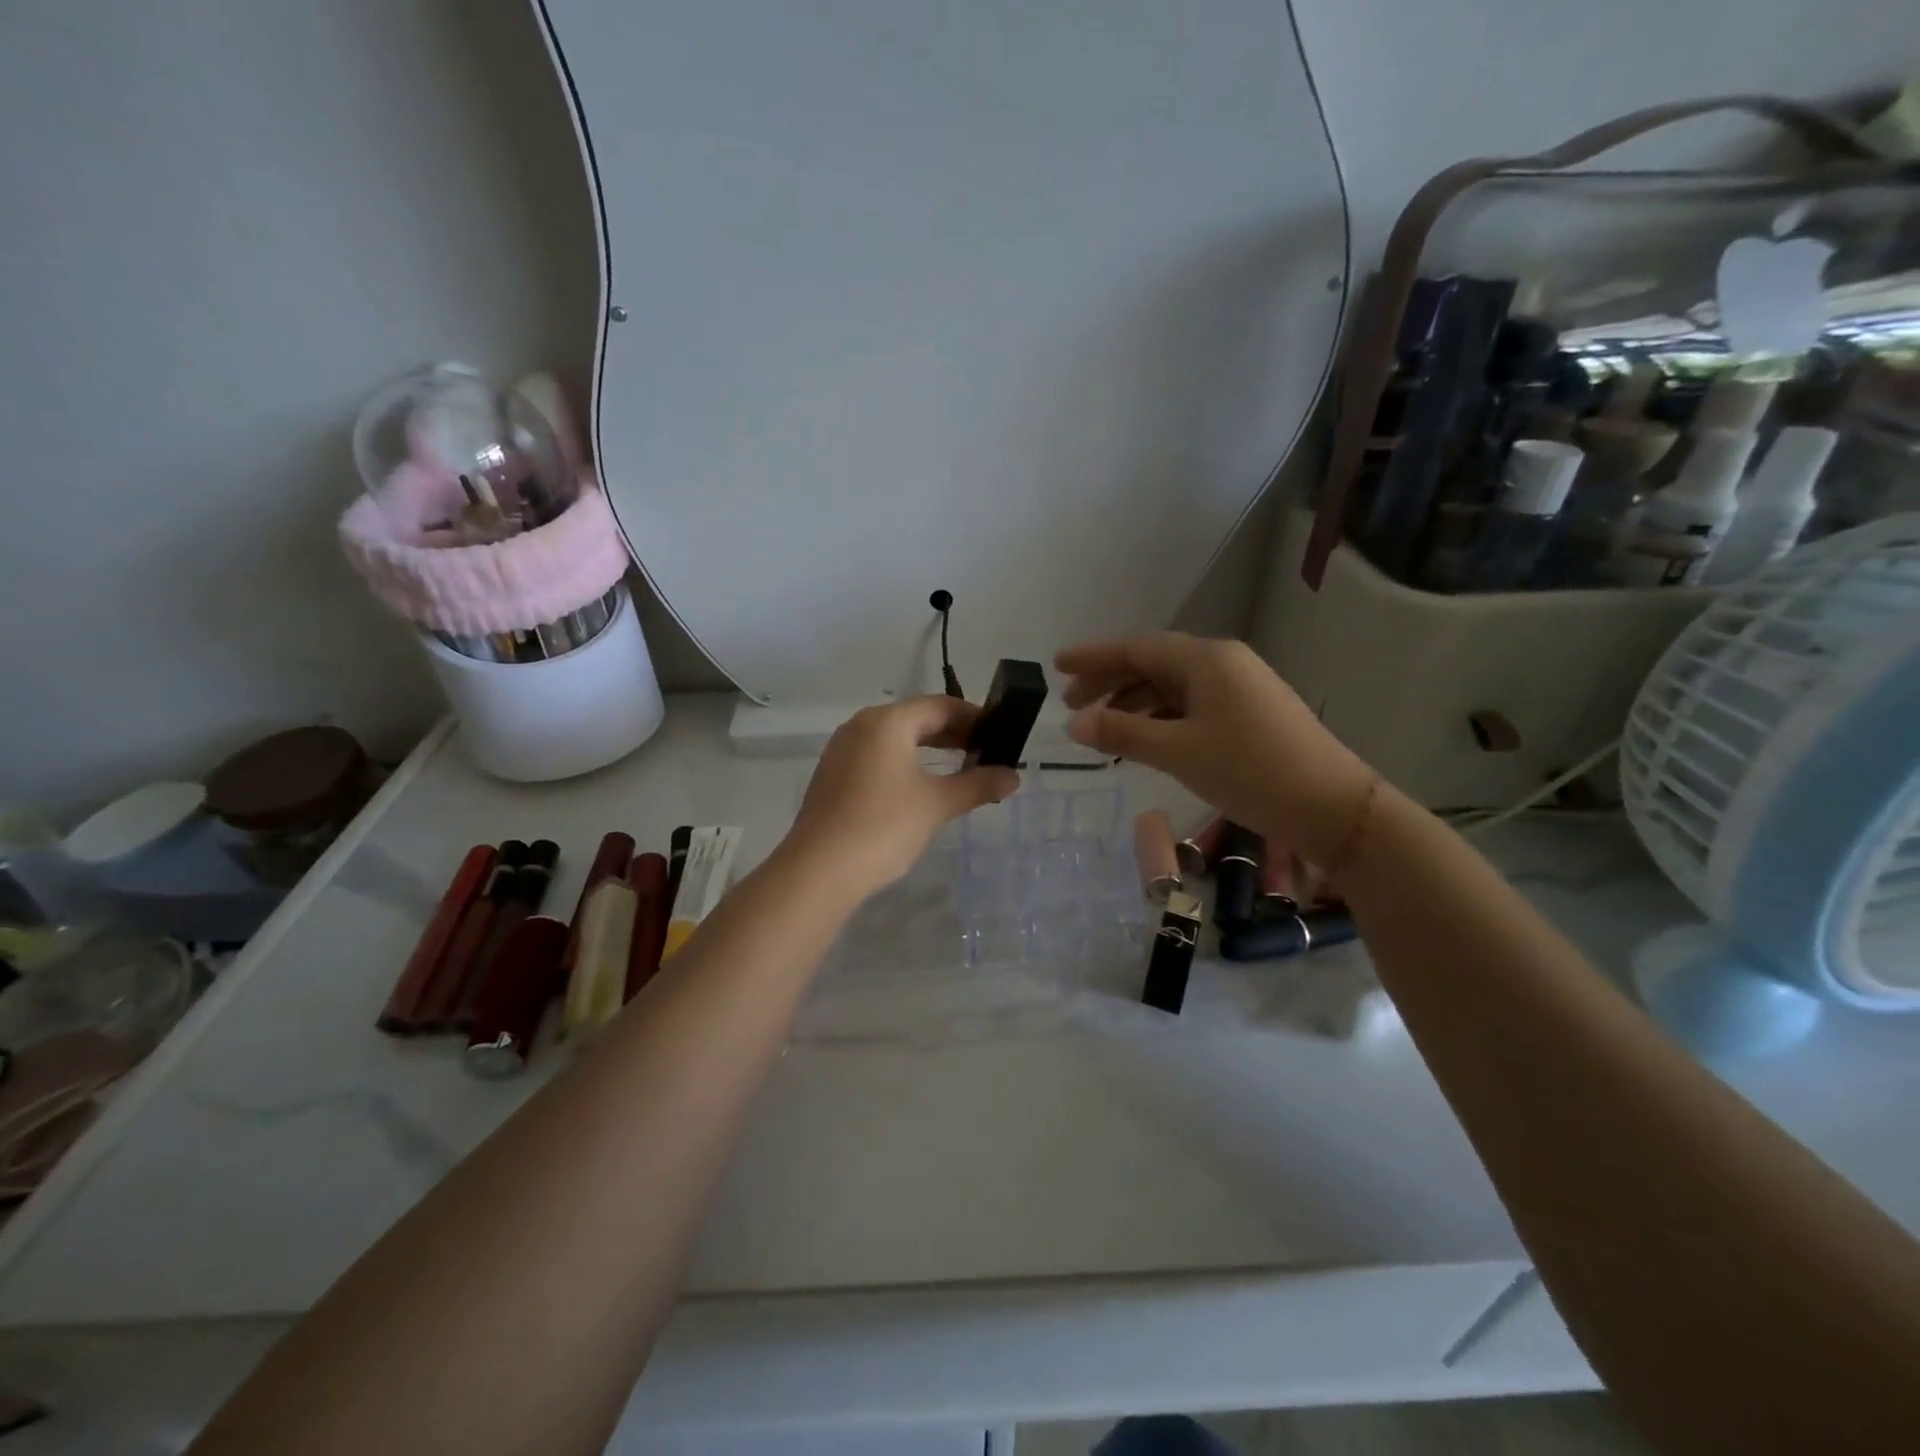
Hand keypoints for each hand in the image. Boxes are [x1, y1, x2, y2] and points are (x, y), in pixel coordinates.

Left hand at [785, 697, 1019, 895]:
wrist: (818, 871)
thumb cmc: (883, 827)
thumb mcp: (937, 804)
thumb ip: (977, 785)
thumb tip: (1012, 776)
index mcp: (886, 722)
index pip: (940, 705)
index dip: (974, 717)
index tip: (1001, 734)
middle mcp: (861, 726)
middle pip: (916, 718)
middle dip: (953, 733)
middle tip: (987, 752)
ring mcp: (843, 750)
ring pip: (896, 738)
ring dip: (930, 748)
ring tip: (961, 768)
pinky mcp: (834, 775)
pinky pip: (878, 756)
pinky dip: (906, 763)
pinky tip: (922, 786)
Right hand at [1056, 633, 1375, 864]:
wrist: (1331, 806)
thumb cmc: (1249, 771)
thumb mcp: (1178, 752)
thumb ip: (1122, 733)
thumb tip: (1072, 724)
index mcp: (1205, 660)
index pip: (1137, 648)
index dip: (1094, 656)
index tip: (1057, 665)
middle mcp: (1222, 663)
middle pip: (1153, 663)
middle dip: (1110, 681)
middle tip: (1071, 704)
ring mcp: (1239, 688)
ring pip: (1172, 686)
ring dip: (1134, 702)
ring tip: (1102, 727)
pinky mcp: (1248, 713)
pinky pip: (1191, 705)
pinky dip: (1160, 717)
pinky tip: (1144, 739)